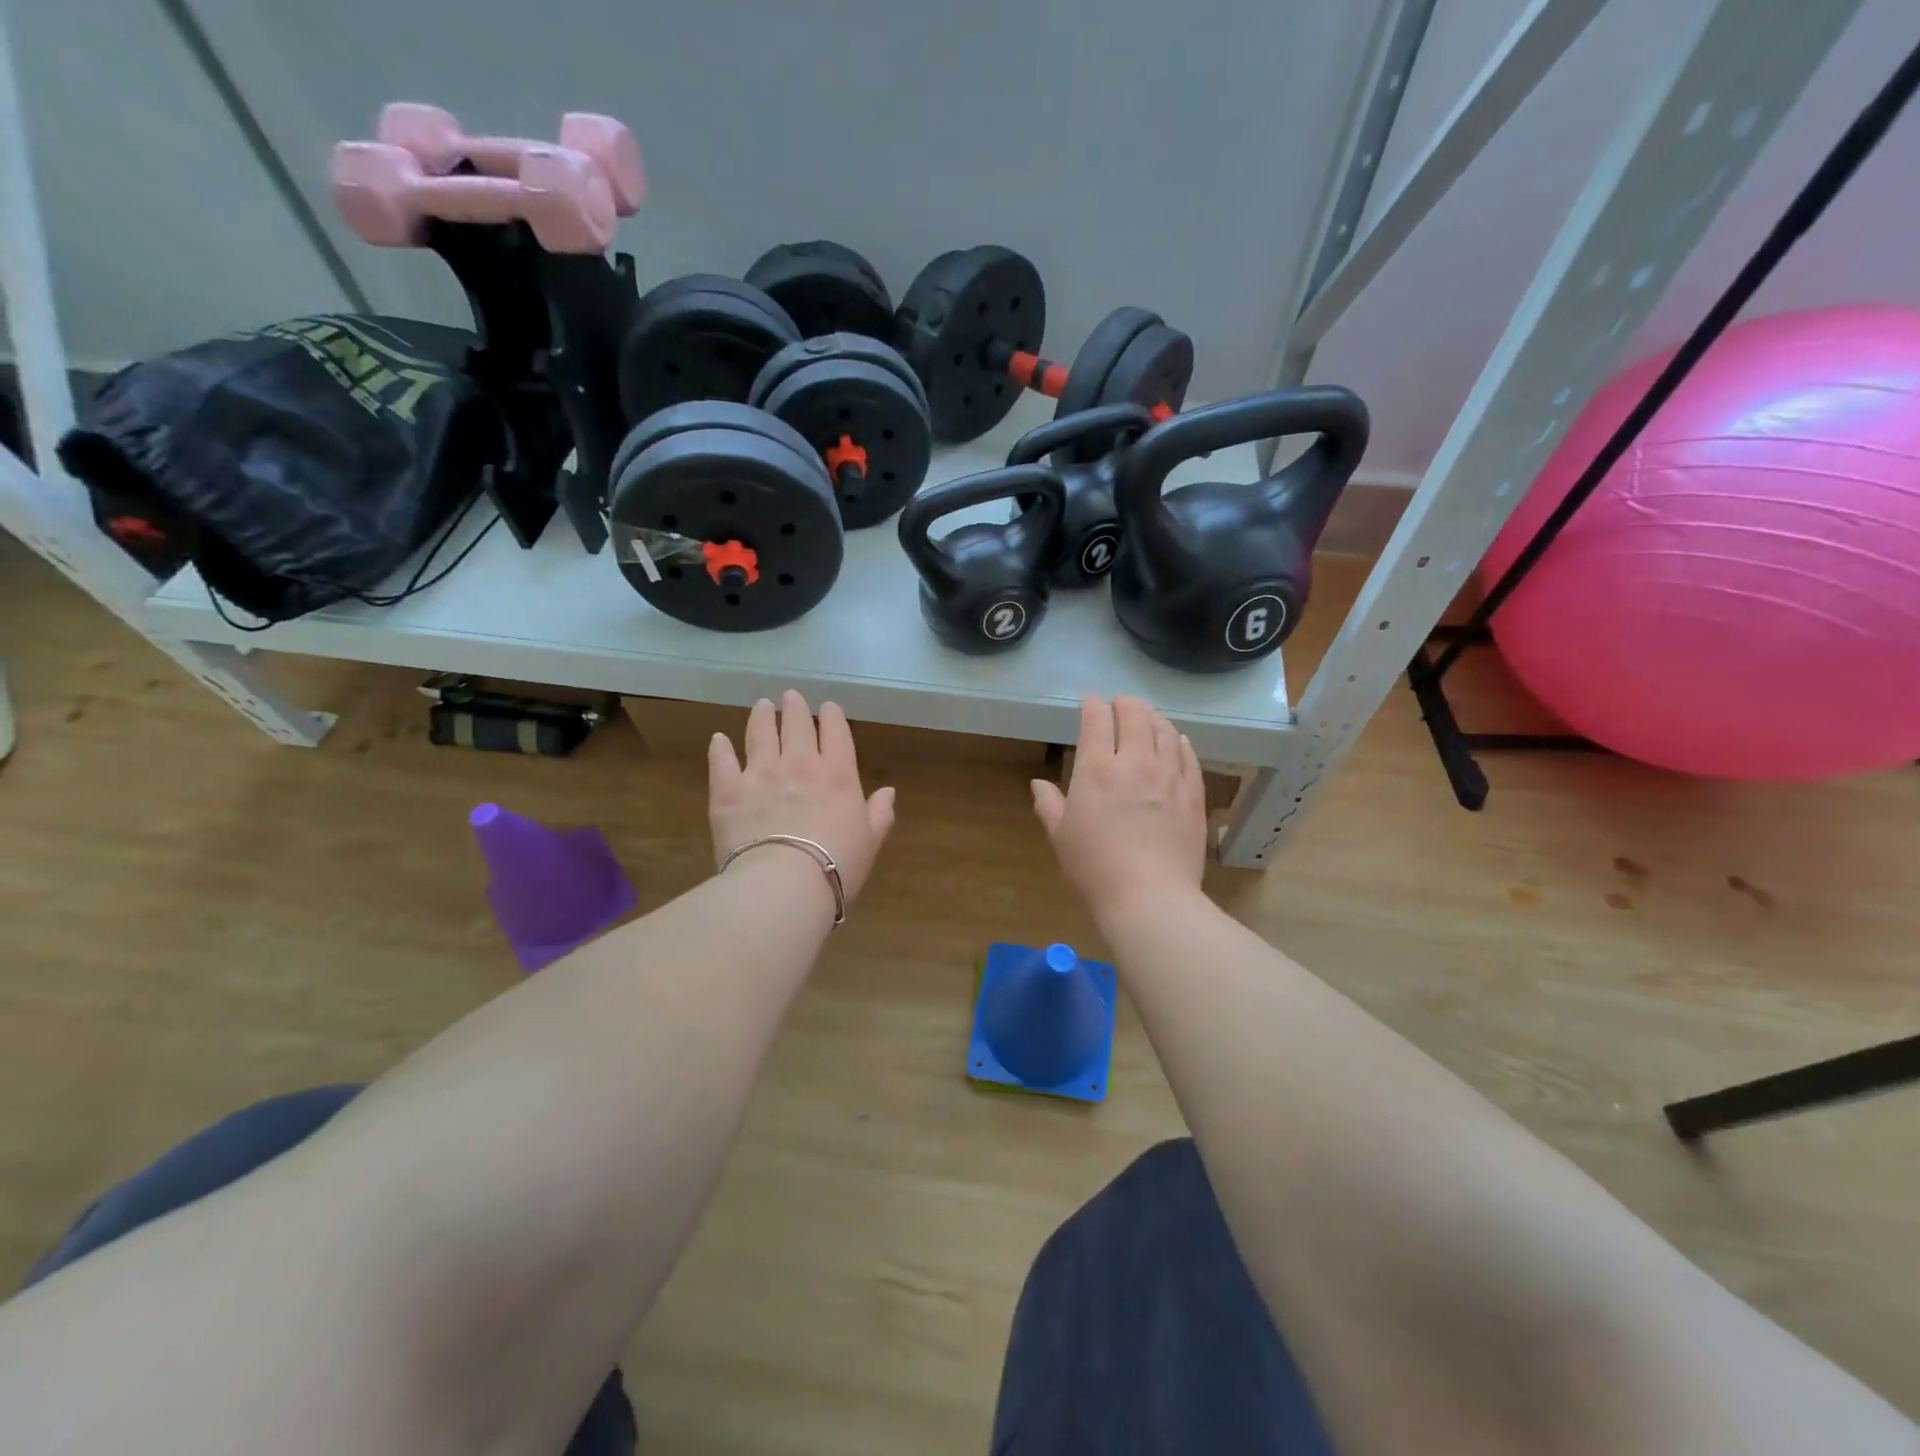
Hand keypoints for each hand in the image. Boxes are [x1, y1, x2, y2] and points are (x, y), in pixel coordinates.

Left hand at [708, 692, 895, 903]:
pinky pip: (722, 761)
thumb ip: (880, 813)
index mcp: (837, 774)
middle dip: (795, 708)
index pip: (836, 732)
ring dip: (762, 716)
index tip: (828, 708)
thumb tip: (888, 792)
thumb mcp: (870, 841)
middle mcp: (799, 763)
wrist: (785, 884)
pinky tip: (719, 739)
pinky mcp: (727, 790)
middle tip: (791, 697)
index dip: (832, 716)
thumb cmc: (837, 865)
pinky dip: (720, 748)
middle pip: (796, 725)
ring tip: (762, 706)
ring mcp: (760, 773)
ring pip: (760, 733)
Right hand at [1031, 696, 1206, 915]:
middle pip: (1135, 715)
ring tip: (1147, 718)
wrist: (1149, 896)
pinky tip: (1178, 741)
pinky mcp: (1193, 794)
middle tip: (1120, 704)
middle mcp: (1136, 762)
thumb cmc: (1095, 867)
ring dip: (1154, 718)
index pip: (1097, 720)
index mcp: (1097, 769)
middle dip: (1125, 704)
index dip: (1092, 706)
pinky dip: (1181, 742)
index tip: (1090, 704)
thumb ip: (1049, 805)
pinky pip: (1189, 756)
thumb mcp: (1061, 837)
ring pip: (1165, 731)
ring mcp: (1169, 776)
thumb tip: (1038, 784)